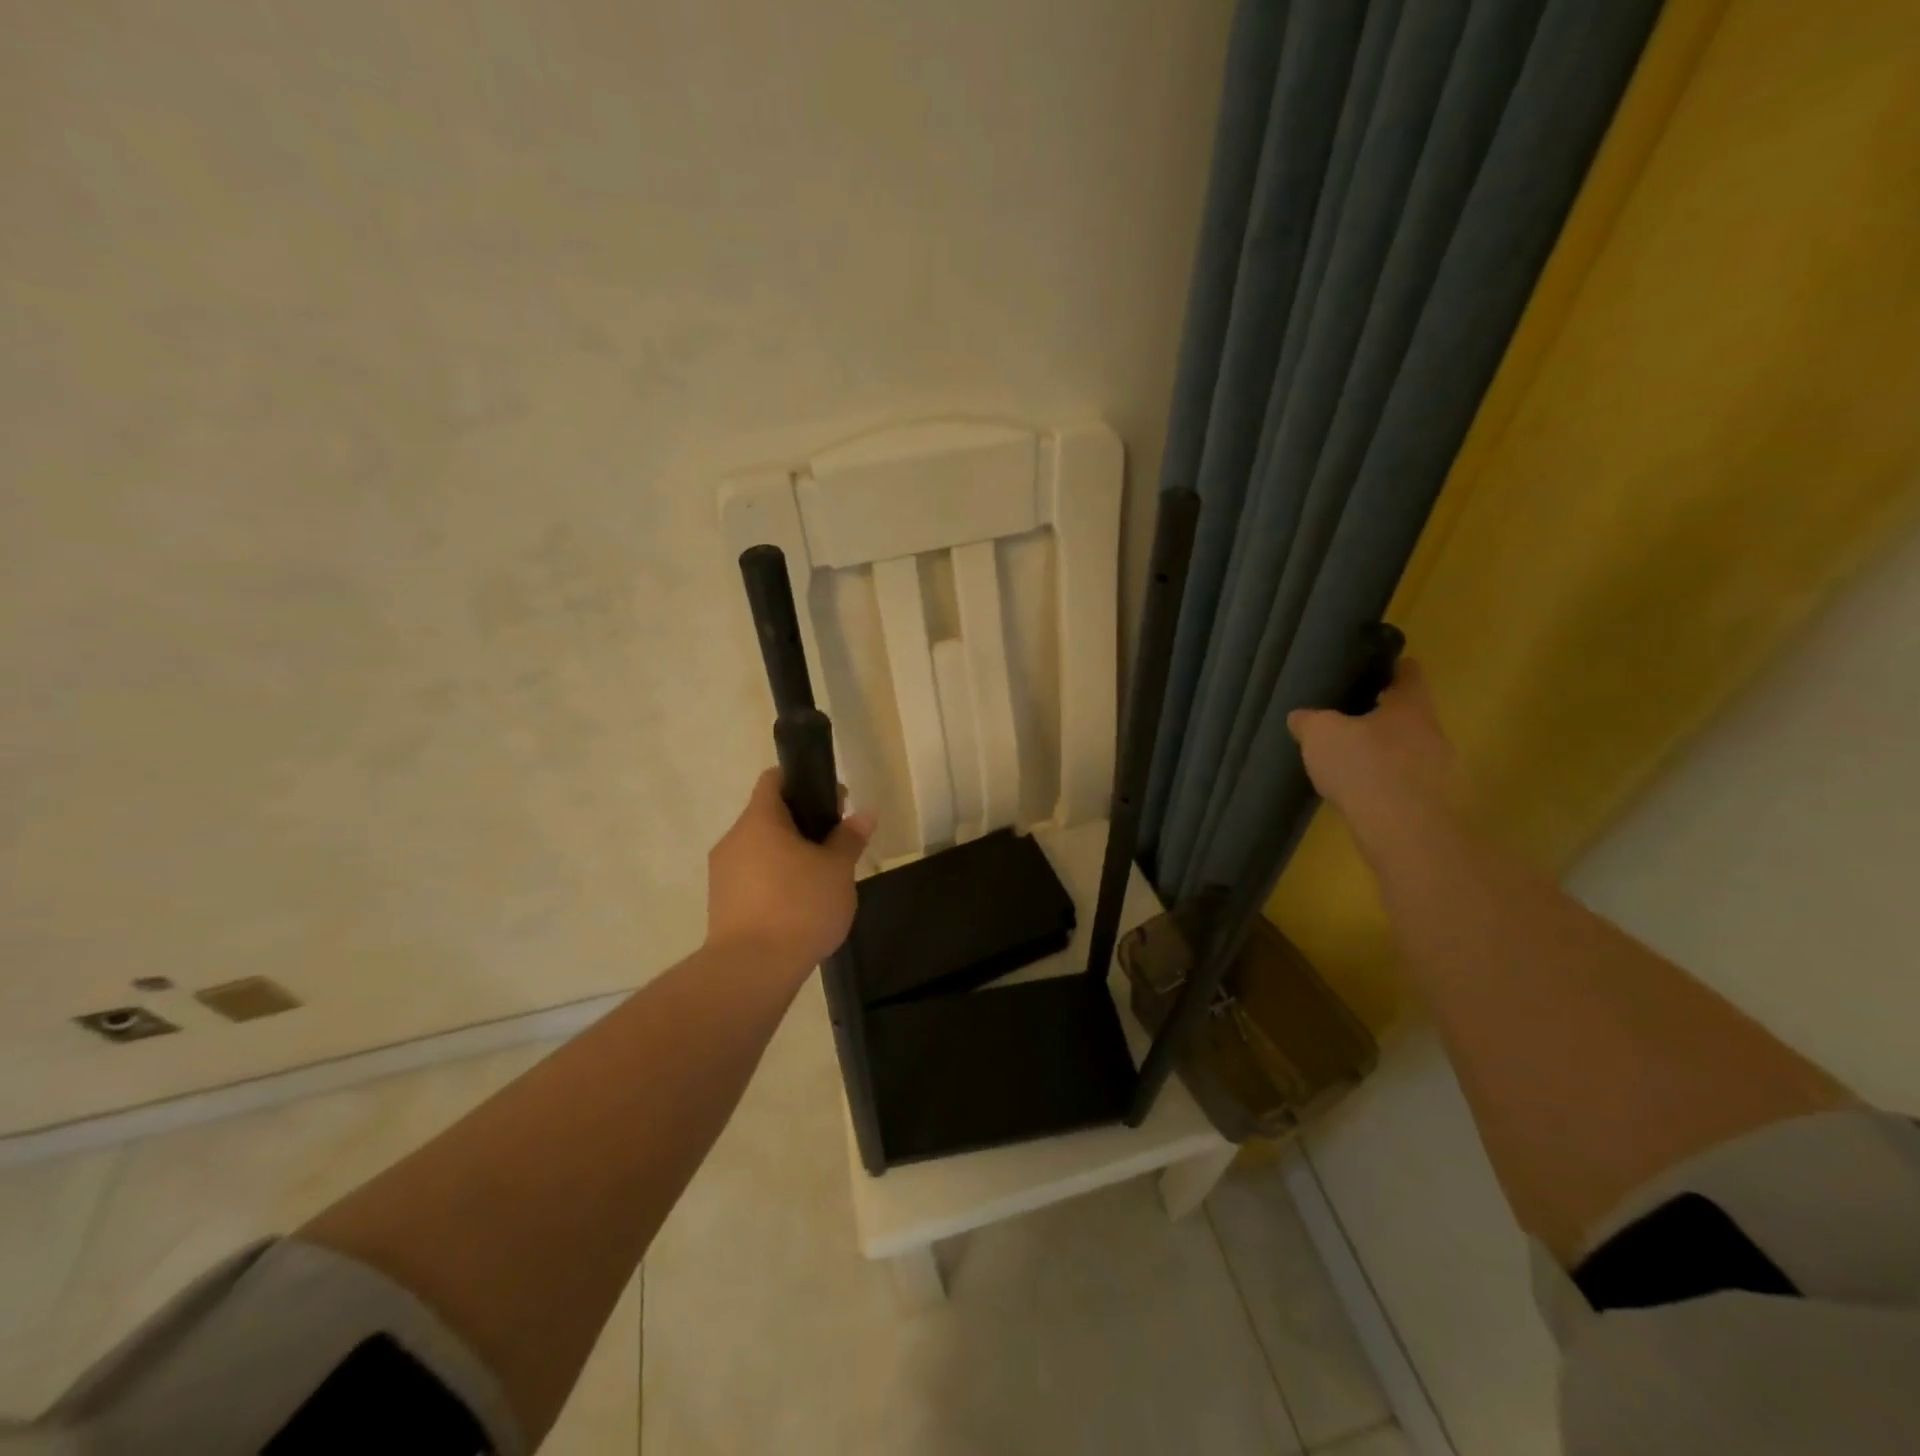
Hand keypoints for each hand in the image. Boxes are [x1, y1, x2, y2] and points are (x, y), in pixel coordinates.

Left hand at [706, 769, 876, 967]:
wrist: (751, 970)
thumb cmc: (799, 906)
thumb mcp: (837, 870)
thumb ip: (849, 838)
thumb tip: (863, 815)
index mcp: (759, 820)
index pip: (774, 780)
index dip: (803, 781)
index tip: (831, 800)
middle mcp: (733, 840)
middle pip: (768, 817)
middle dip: (802, 825)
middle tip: (835, 845)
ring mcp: (722, 874)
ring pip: (760, 851)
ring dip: (788, 857)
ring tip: (820, 882)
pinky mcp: (721, 906)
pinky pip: (752, 881)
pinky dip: (775, 884)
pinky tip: (799, 908)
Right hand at [1287, 659, 1462, 840]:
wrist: (1409, 834)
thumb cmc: (1366, 767)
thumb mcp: (1322, 735)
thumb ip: (1310, 721)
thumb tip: (1301, 716)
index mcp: (1410, 708)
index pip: (1409, 675)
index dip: (1393, 667)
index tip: (1378, 665)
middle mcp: (1433, 735)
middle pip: (1408, 718)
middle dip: (1382, 718)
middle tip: (1349, 721)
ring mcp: (1440, 775)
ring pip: (1408, 755)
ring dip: (1384, 758)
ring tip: (1349, 765)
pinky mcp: (1435, 810)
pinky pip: (1405, 790)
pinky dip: (1385, 790)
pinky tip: (1360, 799)